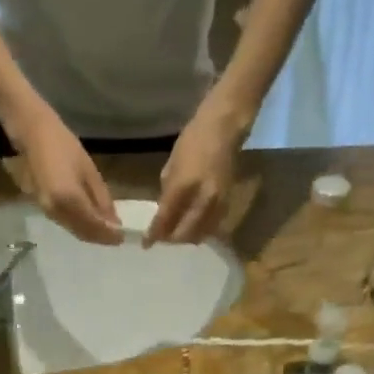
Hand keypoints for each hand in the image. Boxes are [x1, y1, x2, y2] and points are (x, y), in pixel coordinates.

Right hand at [13, 110, 122, 243]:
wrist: (31, 135)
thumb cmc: (63, 145)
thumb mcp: (89, 170)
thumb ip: (102, 199)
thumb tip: (114, 222)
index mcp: (70, 199)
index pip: (95, 226)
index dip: (109, 235)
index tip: (123, 237)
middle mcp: (58, 211)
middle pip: (84, 233)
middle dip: (101, 238)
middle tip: (117, 237)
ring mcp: (48, 211)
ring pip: (75, 231)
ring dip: (91, 234)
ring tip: (107, 231)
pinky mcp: (43, 209)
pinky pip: (66, 224)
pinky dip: (80, 227)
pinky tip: (90, 222)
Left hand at [148, 100, 244, 243]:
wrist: (224, 128)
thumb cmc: (193, 139)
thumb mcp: (172, 164)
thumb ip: (168, 191)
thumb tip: (164, 211)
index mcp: (183, 186)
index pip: (165, 218)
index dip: (154, 234)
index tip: (146, 244)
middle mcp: (202, 200)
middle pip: (184, 233)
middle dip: (171, 239)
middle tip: (162, 238)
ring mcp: (217, 204)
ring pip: (200, 234)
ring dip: (187, 237)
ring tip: (177, 234)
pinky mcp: (228, 204)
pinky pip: (212, 227)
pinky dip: (201, 231)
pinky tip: (194, 227)